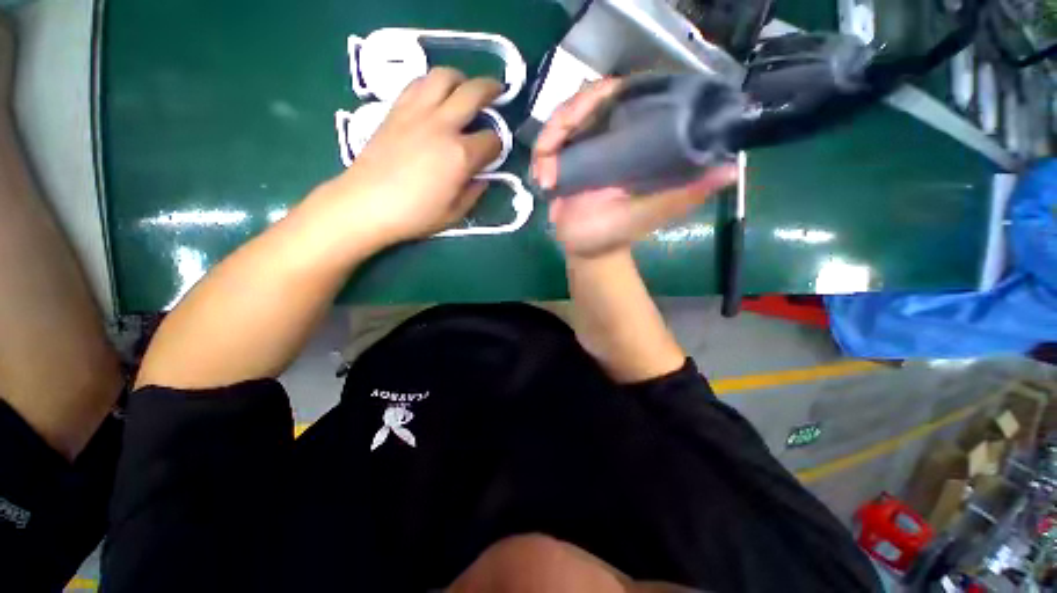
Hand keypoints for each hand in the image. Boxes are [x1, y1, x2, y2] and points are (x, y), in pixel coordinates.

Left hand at [317, 68, 502, 246]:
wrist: (366, 204)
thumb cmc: (414, 215)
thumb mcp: (455, 213)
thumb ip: (474, 192)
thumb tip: (481, 177)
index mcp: (461, 156)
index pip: (491, 140)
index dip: (498, 146)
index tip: (494, 153)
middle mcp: (443, 126)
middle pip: (474, 93)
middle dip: (491, 90)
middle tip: (497, 91)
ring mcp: (418, 112)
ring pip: (444, 76)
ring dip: (460, 78)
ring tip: (465, 88)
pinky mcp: (397, 109)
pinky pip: (418, 83)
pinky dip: (433, 83)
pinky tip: (435, 96)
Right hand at [532, 78, 737, 257]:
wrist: (585, 250)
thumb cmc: (615, 234)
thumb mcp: (649, 215)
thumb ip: (682, 195)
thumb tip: (731, 169)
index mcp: (638, 142)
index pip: (628, 94)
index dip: (609, 90)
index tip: (592, 106)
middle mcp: (612, 136)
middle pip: (590, 98)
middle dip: (567, 116)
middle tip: (553, 147)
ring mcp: (586, 146)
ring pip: (564, 116)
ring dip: (549, 139)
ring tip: (546, 176)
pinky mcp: (564, 159)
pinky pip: (548, 141)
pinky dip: (541, 154)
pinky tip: (542, 179)